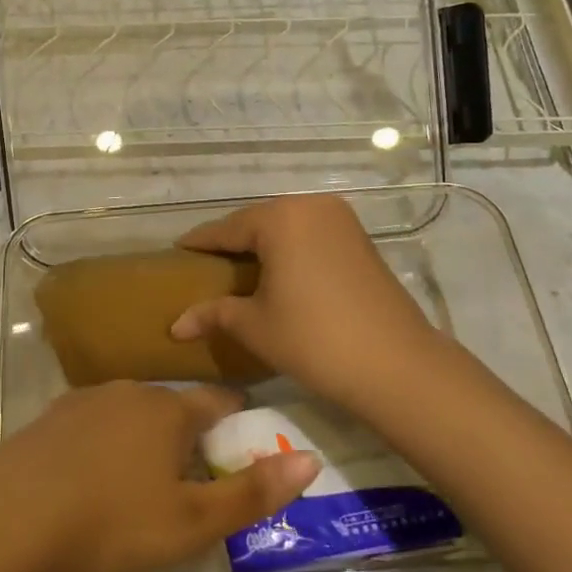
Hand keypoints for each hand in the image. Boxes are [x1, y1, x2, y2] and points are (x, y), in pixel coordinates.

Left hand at [0, 381, 319, 571]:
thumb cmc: (111, 521)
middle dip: (187, 436)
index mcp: (168, 410)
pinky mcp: (47, 421)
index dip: (236, 419)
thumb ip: (252, 492)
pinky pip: (91, 428)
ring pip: (129, 416)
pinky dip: (103, 447)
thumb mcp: (191, 521)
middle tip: (190, 479)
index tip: (242, 442)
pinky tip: (91, 480)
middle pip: (172, 408)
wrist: (7, 519)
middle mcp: (128, 393)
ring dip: (143, 440)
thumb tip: (309, 460)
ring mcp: (82, 402)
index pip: (217, 401)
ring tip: (140, 482)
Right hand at [169, 194, 440, 409]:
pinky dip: (290, 251)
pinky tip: (277, 273)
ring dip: (262, 246)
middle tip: (205, 265)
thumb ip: (213, 314)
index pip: (227, 228)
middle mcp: (311, 206)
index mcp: (281, 218)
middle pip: (258, 222)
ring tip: (237, 270)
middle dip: (231, 243)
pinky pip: (310, 236)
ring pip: (287, 228)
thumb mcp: (255, 326)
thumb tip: (176, 325)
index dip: (200, 243)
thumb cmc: (314, 339)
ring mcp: (341, 220)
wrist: (395, 364)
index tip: (176, 251)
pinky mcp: (360, 240)